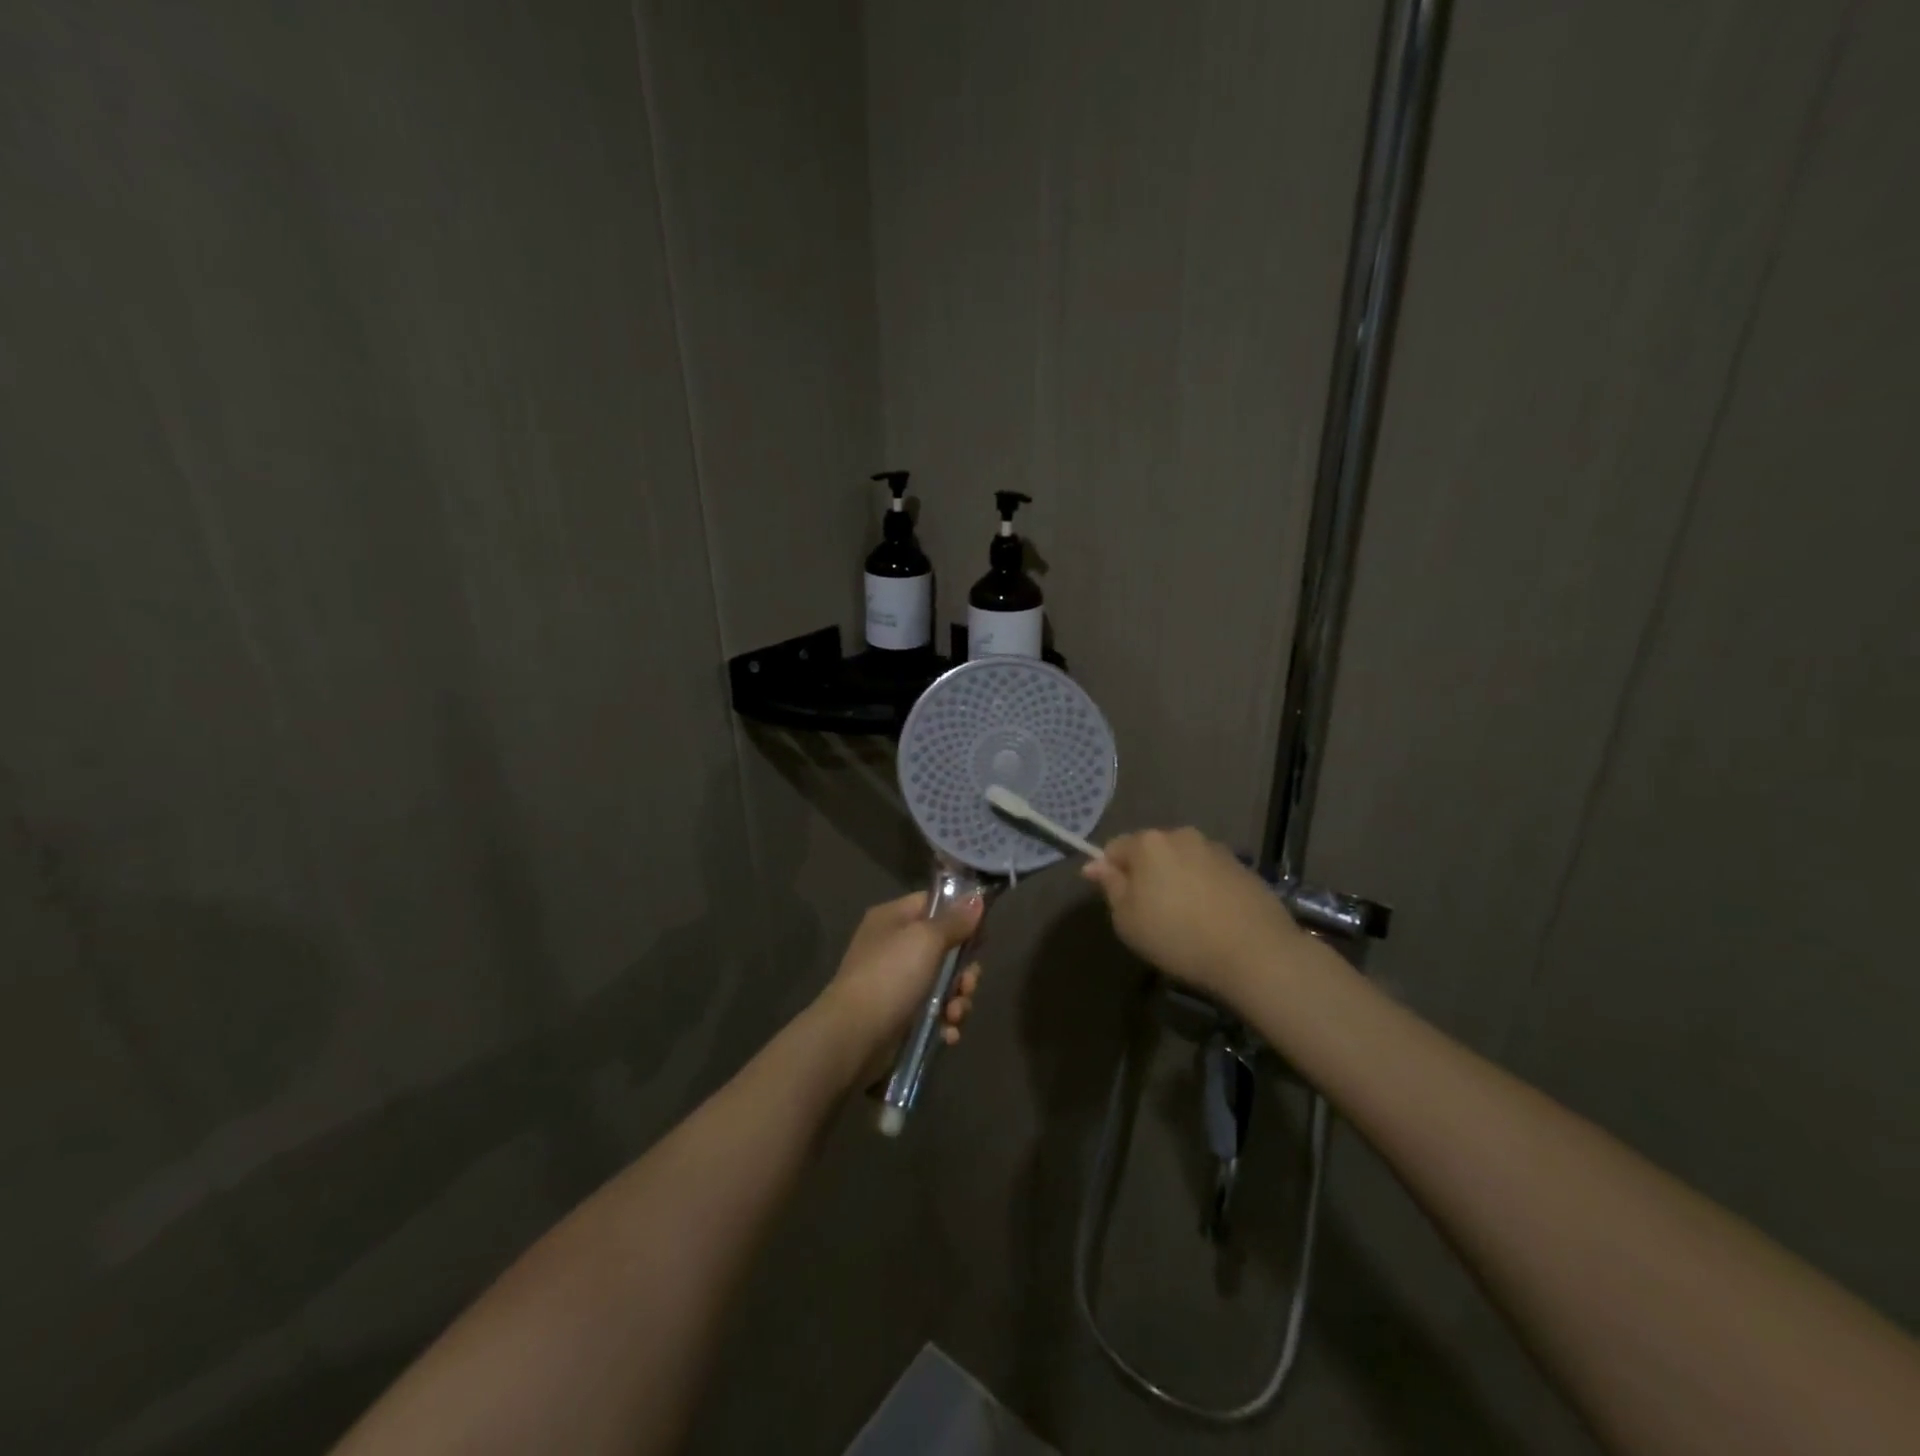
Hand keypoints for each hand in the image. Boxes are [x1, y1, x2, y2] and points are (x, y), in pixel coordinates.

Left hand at [815, 891, 983, 1078]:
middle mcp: (894, 946)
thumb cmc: (890, 976)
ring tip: (954, 1015)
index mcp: (894, 918)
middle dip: (964, 970)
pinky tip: (948, 1033)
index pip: (934, 905)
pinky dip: (945, 1022)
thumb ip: (955, 920)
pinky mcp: (900, 1015)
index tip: (982, 935)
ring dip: (958, 1000)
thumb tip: (976, 899)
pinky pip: (934, 1012)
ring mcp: (896, 983)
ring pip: (944, 983)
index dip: (961, 917)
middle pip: (945, 949)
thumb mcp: (926, 940)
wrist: (853, 1036)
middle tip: (967, 985)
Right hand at [1082, 827, 1307, 999]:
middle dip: (1145, 873)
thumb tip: (1094, 864)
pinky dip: (1203, 888)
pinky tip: (1210, 918)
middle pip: (1151, 850)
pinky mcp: (1243, 868)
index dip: (1109, 873)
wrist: (1255, 952)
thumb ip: (1110, 886)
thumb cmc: (1178, 936)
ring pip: (1182, 860)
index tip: (1117, 902)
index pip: (1114, 848)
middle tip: (1149, 912)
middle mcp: (1182, 835)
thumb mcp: (1127, 919)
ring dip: (1176, 879)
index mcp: (1148, 843)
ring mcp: (1216, 849)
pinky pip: (1209, 873)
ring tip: (1184, 917)